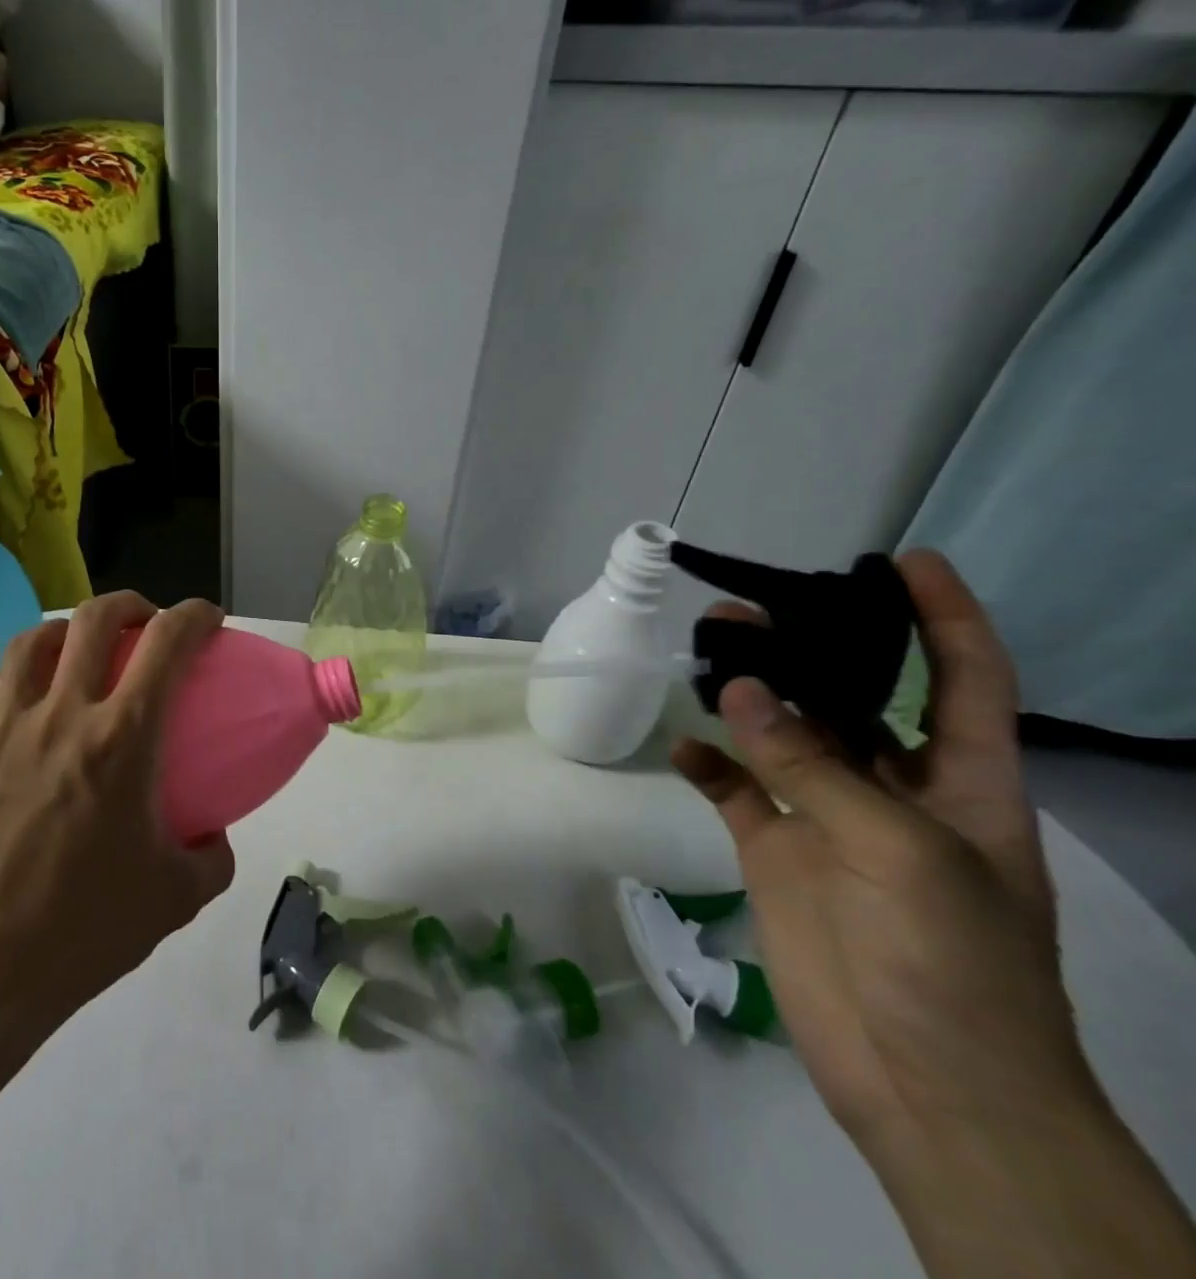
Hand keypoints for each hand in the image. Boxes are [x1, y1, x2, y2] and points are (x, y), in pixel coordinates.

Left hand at [0, 593, 234, 1042]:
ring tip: (76, 648)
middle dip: (129, 605)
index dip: (195, 615)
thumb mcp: (177, 897)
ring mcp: (3, 731)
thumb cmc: (86, 929)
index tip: (208, 619)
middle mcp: (62, 716)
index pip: (167, 643)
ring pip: (27, 644)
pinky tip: (6, 697)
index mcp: (122, 738)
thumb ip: (212, 857)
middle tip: (144, 622)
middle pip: (92, 621)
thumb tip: (213, 835)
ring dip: (60, 631)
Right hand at [671, 550, 1089, 1152]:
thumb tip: (738, 691)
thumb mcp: (904, 855)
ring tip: (703, 653)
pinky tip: (681, 746)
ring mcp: (827, 820)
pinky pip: (734, 790)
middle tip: (750, 608)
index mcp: (962, 785)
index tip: (906, 562)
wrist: (925, 1084)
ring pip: (781, 736)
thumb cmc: (954, 965)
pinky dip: (706, 764)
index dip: (946, 618)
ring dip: (745, 696)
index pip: (965, 681)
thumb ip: (817, 770)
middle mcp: (894, 790)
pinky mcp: (774, 851)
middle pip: (852, 699)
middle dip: (812, 649)